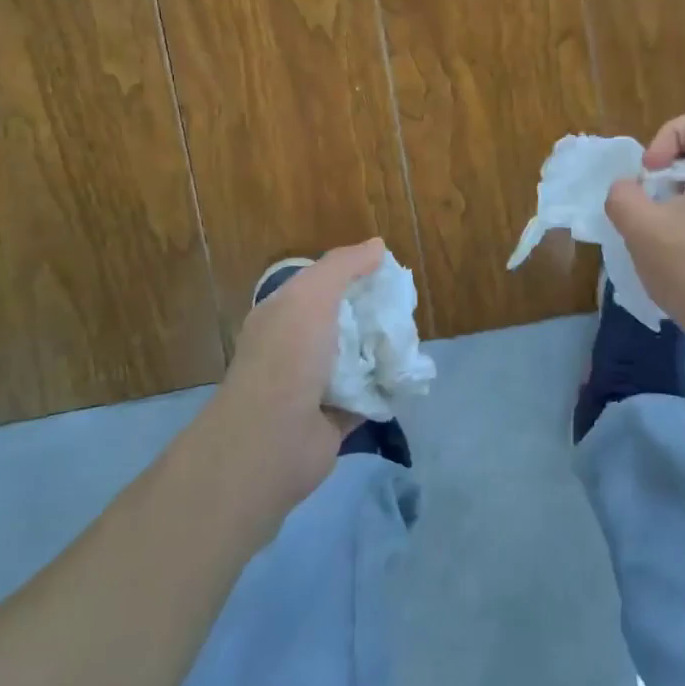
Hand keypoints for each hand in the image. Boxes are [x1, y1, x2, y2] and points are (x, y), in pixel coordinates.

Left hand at [200, 238, 384, 517]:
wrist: (272, 440)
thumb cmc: (288, 356)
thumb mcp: (312, 295)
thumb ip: (343, 266)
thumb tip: (377, 245)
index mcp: (283, 314)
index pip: (320, 286)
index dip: (353, 276)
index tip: (389, 274)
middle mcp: (295, 347)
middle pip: (343, 322)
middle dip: (374, 315)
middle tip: (407, 310)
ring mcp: (313, 385)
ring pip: (357, 359)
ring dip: (382, 352)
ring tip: (413, 342)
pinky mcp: (333, 419)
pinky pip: (367, 395)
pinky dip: (385, 388)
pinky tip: (409, 378)